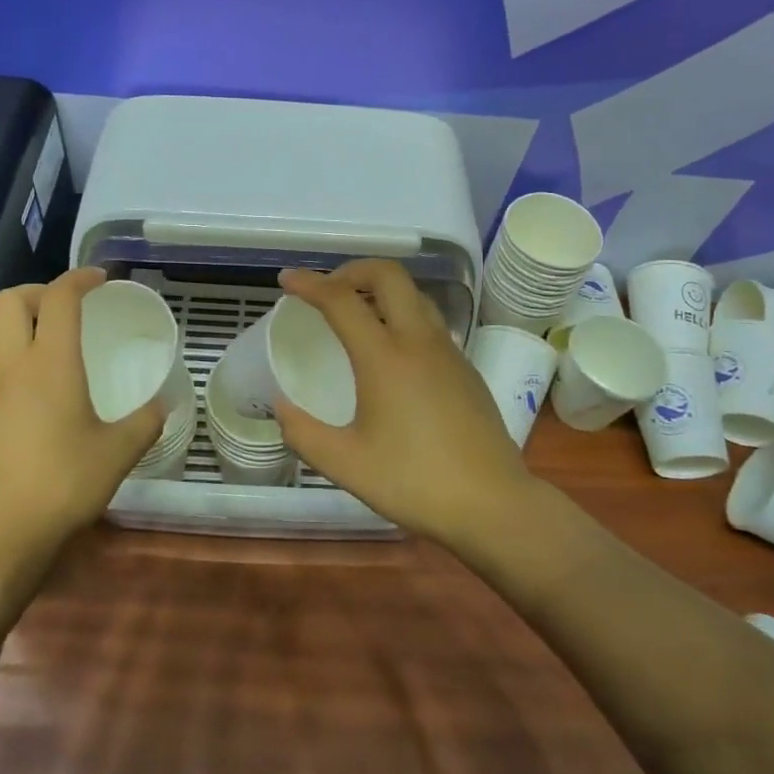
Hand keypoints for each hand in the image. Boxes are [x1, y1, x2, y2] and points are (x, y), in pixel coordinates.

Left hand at [0, 268, 163, 567]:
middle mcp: (8, 366)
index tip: (100, 280)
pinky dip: (4, 372)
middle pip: (10, 301)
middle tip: (64, 309)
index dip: (80, 279)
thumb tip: (167, 403)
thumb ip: (145, 422)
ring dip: (17, 330)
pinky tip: (22, 407)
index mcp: (49, 362)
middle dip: (38, 292)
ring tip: (43, 354)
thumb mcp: (117, 455)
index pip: (60, 297)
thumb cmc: (59, 486)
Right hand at [274, 260, 532, 542]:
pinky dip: (403, 314)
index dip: (309, 284)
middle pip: (388, 275)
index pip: (341, 300)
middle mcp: (419, 341)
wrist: (493, 504)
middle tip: (328, 290)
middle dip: (353, 269)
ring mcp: (449, 351)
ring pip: (415, 294)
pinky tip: (393, 352)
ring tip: (358, 313)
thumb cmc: (414, 482)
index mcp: (385, 357)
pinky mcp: (466, 368)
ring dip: (382, 289)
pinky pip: (430, 321)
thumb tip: (280, 406)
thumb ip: (303, 433)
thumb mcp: (346, 464)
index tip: (287, 280)